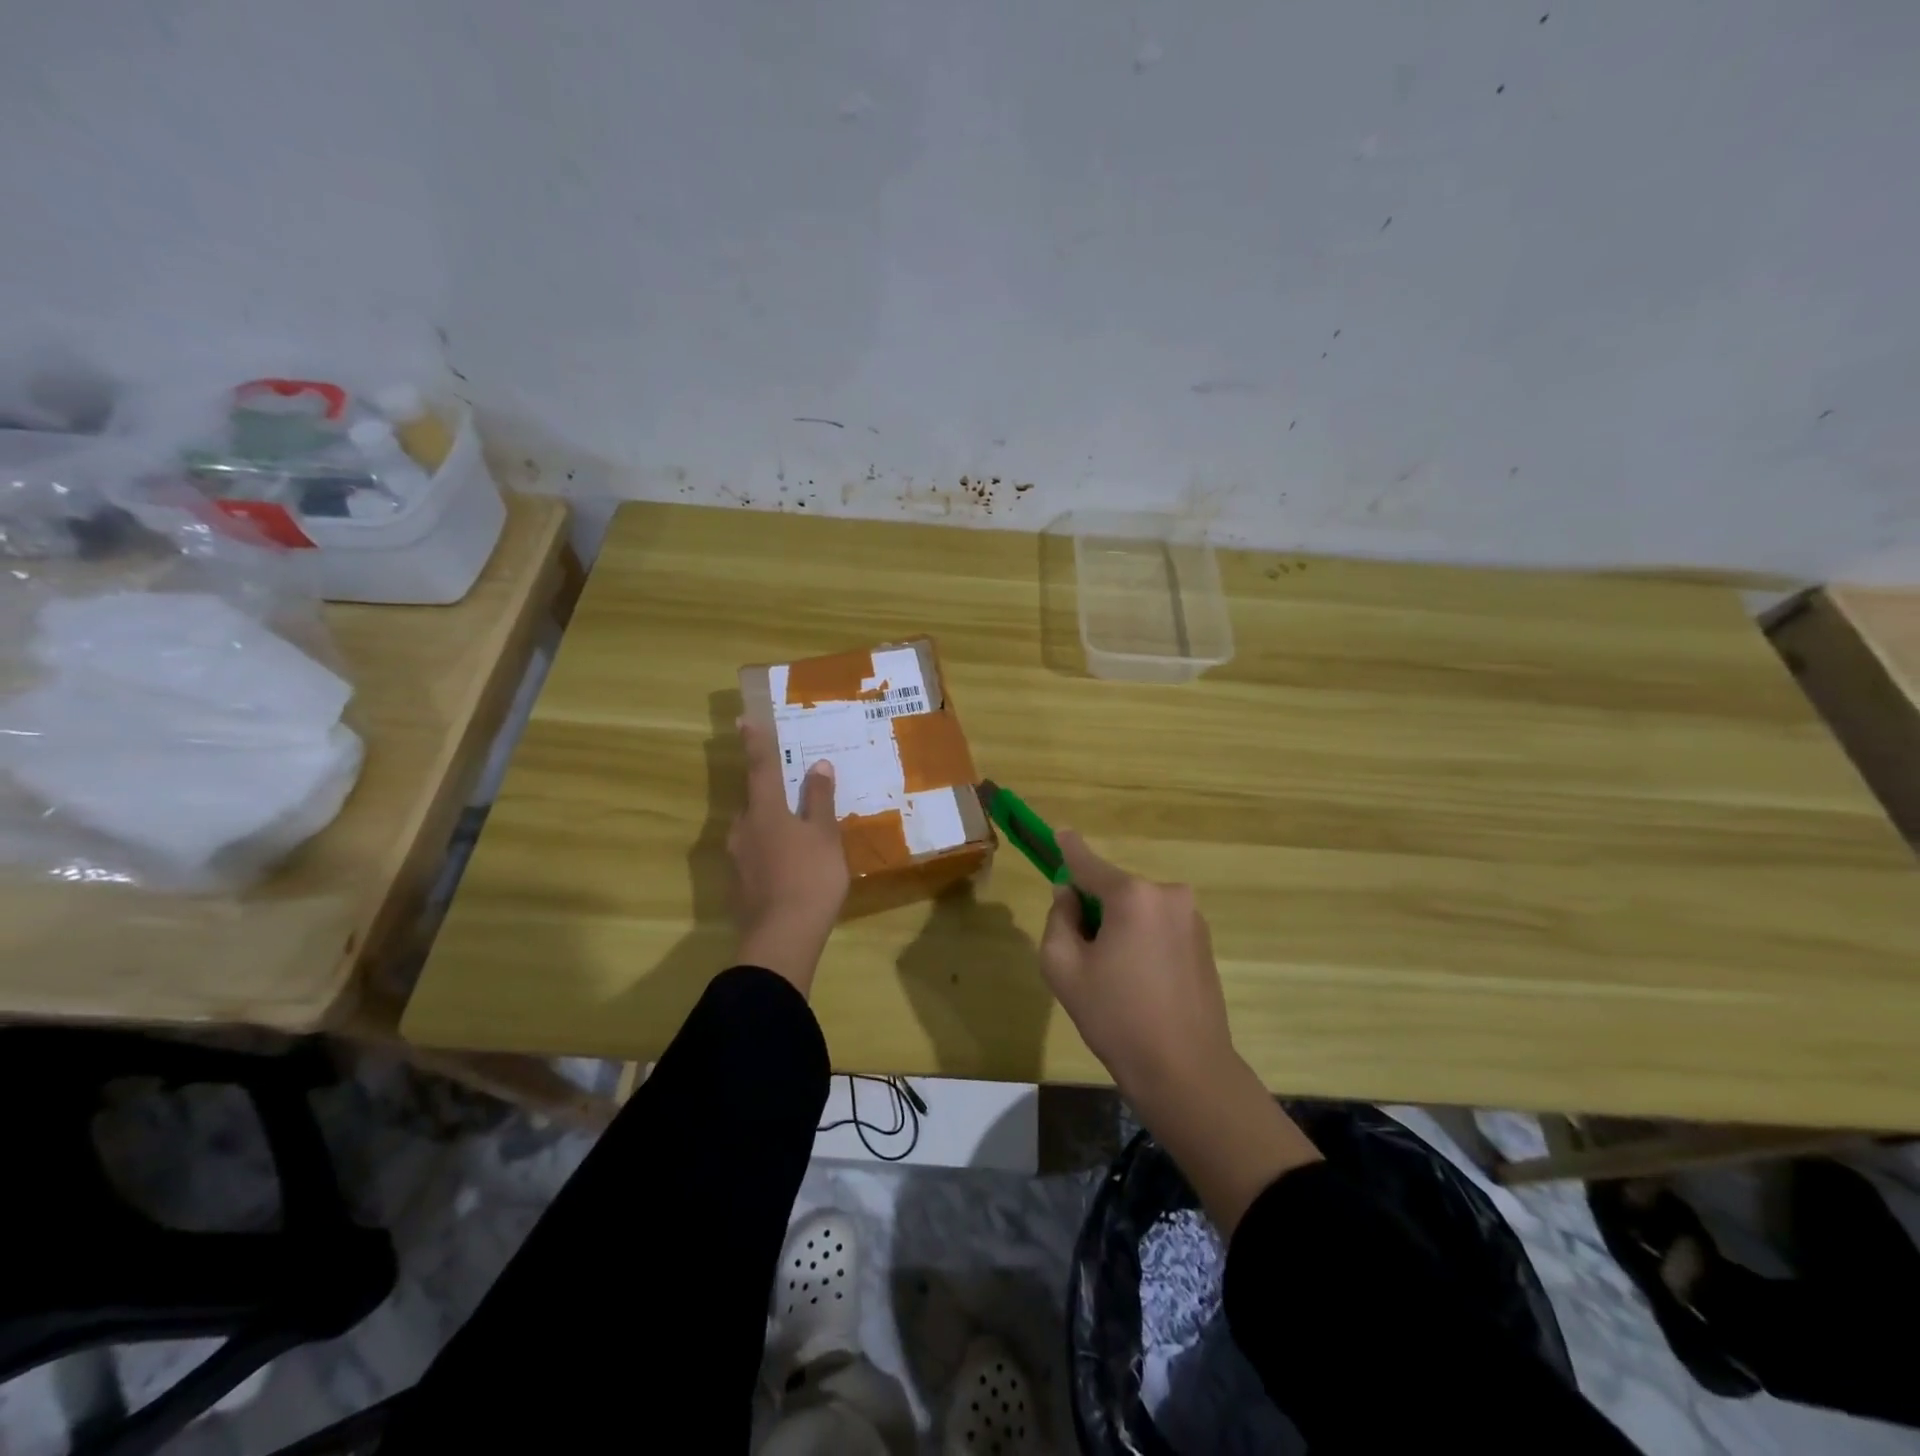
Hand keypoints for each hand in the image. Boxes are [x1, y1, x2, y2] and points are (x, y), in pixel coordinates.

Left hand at [729, 720, 848, 995]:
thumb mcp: (824, 835)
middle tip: (791, 792)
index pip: (760, 767)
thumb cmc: (810, 877)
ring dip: (771, 826)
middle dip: (770, 794)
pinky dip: (770, 854)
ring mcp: (737, 859)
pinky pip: (755, 857)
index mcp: (764, 811)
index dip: (756, 742)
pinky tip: (789, 868)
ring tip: (797, 836)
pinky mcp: (738, 886)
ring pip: (754, 831)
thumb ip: (819, 800)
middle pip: (755, 802)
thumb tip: (818, 766)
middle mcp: (743, 829)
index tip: (744, 718)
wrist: (781, 937)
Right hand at [1038, 831, 1232, 1105]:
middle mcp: (1168, 895)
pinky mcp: (1204, 942)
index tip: (1058, 832)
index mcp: (1133, 896)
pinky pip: (1158, 926)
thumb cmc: (1116, 1017)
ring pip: (1137, 909)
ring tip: (1113, 977)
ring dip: (1119, 926)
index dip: (1068, 849)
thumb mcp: (1064, 968)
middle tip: (1081, 954)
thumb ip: (1058, 919)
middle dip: (1093, 907)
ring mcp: (1192, 918)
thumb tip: (1069, 895)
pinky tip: (1138, 982)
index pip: (1089, 863)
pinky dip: (1141, 939)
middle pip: (1114, 889)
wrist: (1186, 1071)